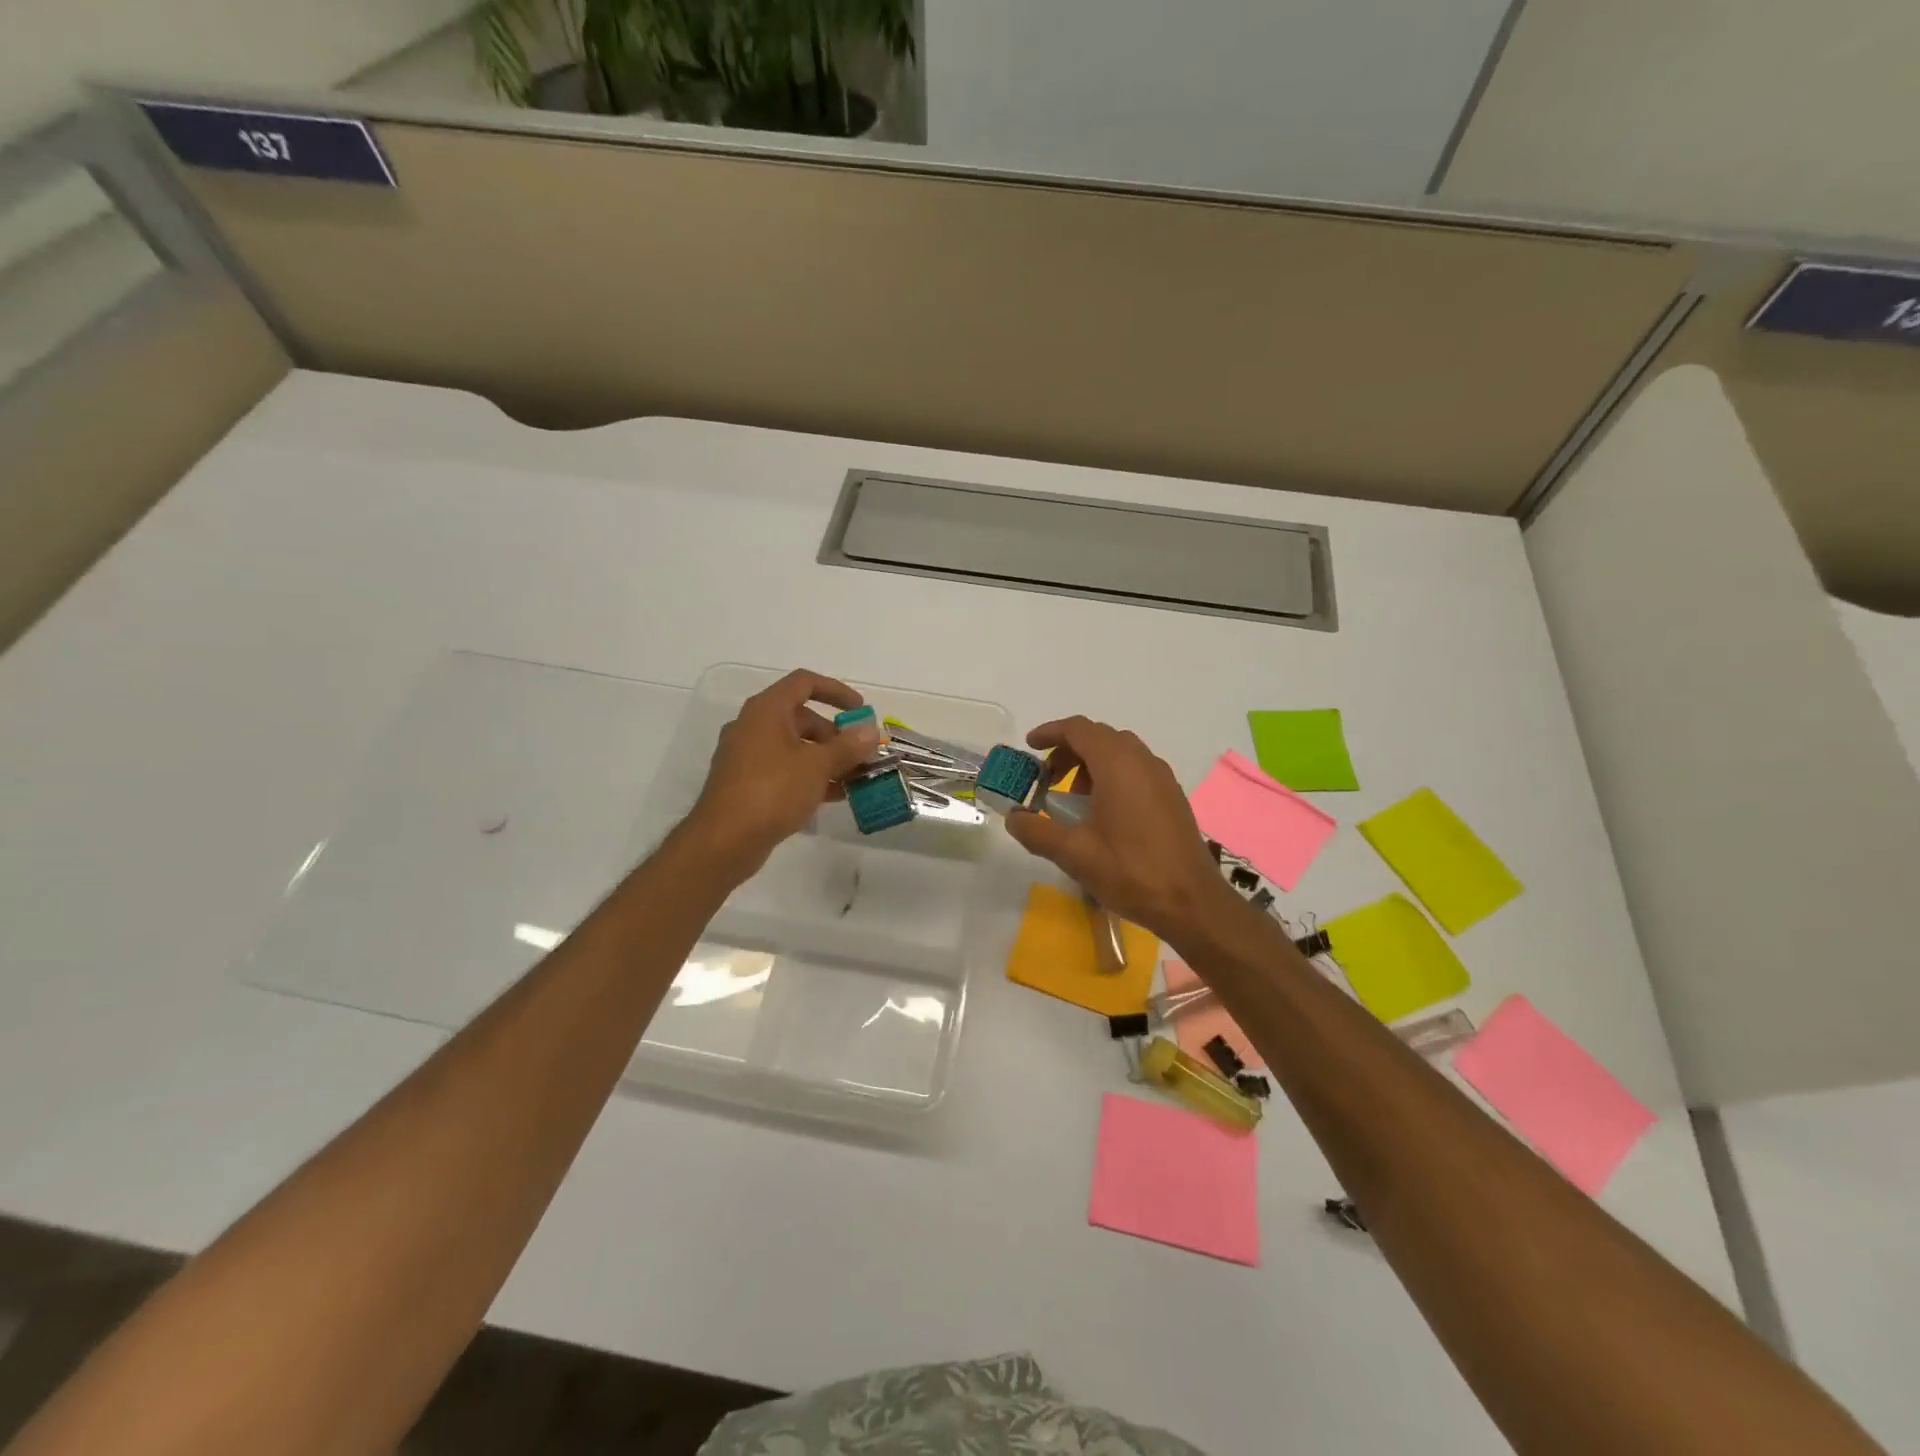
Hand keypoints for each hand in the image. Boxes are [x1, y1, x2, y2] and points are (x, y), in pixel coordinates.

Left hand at [686, 669, 881, 879]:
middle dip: (835, 734)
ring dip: (826, 758)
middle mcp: (753, 726)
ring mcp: (746, 756)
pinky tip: (833, 796)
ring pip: (794, 747)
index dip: (836, 691)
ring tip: (854, 778)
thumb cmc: (772, 791)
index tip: (861, 710)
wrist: (724, 841)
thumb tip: (871, 730)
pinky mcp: (745, 783)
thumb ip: (848, 746)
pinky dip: (809, 776)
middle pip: (801, 717)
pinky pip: (784, 769)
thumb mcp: (817, 766)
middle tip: (860, 754)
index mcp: (766, 710)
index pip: (804, 682)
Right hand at [1003, 716, 1234, 943]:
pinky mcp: (1172, 797)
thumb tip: (1013, 818)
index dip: (1050, 733)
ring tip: (1073, 801)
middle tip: (1046, 778)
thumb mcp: (1073, 854)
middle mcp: (1143, 761)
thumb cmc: (1130, 871)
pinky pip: (1136, 770)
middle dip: (1068, 751)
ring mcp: (1162, 778)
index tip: (1029, 747)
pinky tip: (1104, 815)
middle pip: (1099, 737)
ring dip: (1091, 765)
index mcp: (1118, 765)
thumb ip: (1037, 831)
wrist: (1192, 902)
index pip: (1078, 729)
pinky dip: (1113, 777)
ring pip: (1120, 753)